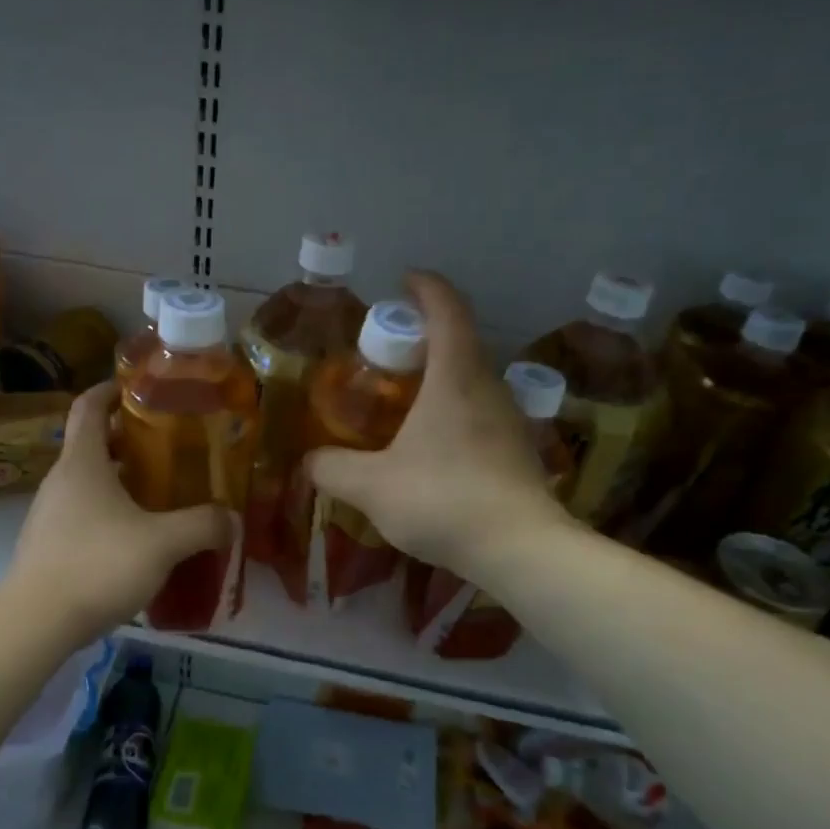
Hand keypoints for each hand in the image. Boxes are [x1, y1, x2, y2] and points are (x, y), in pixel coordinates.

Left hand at [0, 381, 230, 640]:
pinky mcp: (47, 544)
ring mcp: (49, 513)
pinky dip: (109, 511)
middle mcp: (61, 480)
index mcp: (83, 462)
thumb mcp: (162, 544)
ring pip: (88, 481)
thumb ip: (201, 526)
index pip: (89, 406)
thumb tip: (231, 519)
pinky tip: (136, 538)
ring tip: (160, 493)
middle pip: (92, 443)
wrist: (35, 623)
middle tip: (169, 447)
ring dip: (120, 479)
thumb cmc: (97, 565)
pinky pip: (82, 513)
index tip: (140, 387)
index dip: (112, 390)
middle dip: (129, 440)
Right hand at [306, 271, 567, 585]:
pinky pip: (481, 411)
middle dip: (426, 335)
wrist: (520, 549)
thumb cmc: (443, 499)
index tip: (406, 279)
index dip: (427, 287)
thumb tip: (309, 461)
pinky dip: (454, 409)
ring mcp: (509, 418)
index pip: (448, 309)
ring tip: (405, 399)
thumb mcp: (372, 486)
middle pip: (461, 341)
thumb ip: (334, 469)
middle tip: (388, 351)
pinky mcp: (518, 449)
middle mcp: (488, 387)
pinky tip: (432, 444)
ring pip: (472, 379)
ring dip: (441, 375)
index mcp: (455, 376)